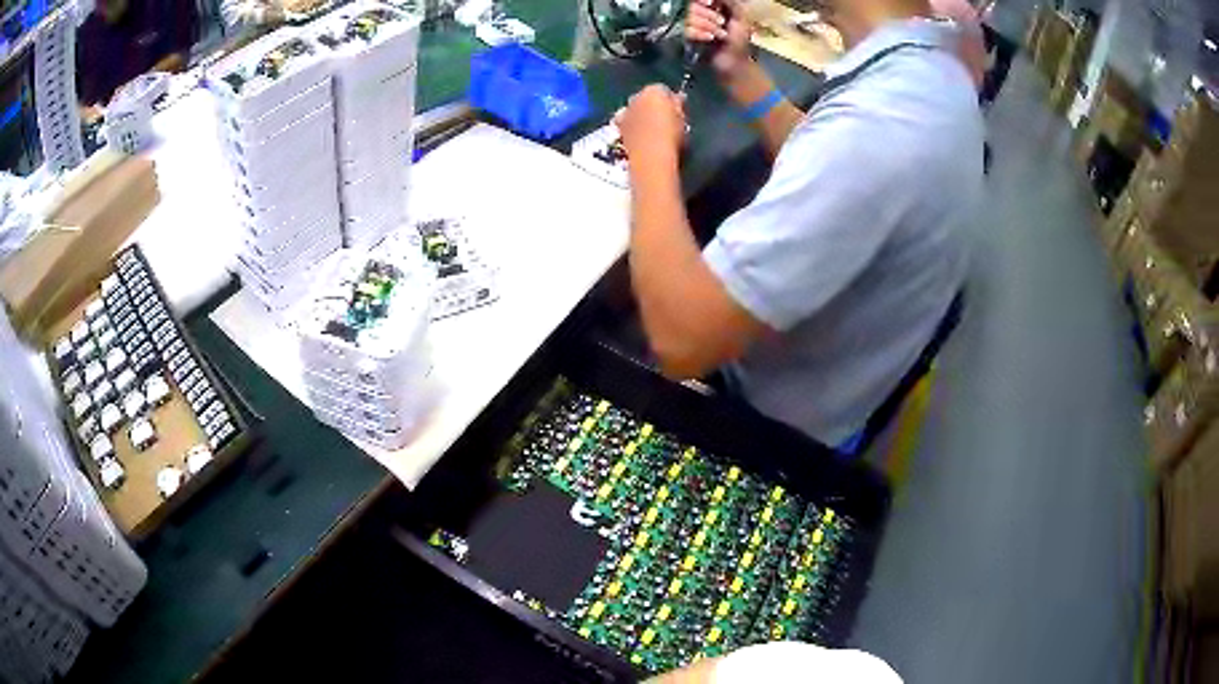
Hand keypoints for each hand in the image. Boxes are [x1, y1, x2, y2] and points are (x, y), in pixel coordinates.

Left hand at [615, 85, 686, 164]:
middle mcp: (635, 97)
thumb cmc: (671, 135)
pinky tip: (640, 138)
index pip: (663, 90)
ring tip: (652, 131)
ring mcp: (624, 112)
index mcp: (654, 90)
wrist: (649, 155)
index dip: (670, 101)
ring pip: (635, 110)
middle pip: (645, 98)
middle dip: (652, 106)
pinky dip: (633, 128)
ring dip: (640, 116)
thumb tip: (677, 98)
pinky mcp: (617, 128)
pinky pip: (627, 124)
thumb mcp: (682, 119)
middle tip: (664, 120)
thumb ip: (678, 105)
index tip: (676, 111)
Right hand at [685, 0, 751, 79]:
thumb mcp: (741, 17)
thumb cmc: (738, 41)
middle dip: (708, 14)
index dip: (701, 0)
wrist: (732, 63)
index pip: (698, 0)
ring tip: (719, 35)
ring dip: (706, 26)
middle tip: (722, 24)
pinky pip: (686, 30)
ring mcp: (689, 26)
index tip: (709, 3)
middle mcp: (697, 14)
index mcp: (709, 7)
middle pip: (691, 6)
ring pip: (688, 18)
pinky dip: (699, 33)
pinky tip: (709, 38)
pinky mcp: (685, 38)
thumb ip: (731, 3)